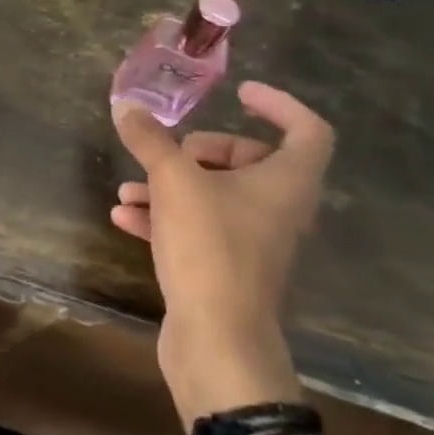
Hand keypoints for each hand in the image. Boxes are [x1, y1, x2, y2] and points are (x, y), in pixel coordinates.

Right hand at [110, 82, 333, 418]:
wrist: (217, 341)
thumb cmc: (211, 248)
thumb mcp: (174, 181)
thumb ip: (150, 140)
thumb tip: (127, 106)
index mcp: (286, 183)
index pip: (308, 130)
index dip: (280, 104)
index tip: (240, 93)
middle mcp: (278, 210)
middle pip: (250, 161)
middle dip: (203, 150)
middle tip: (172, 151)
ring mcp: (253, 242)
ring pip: (216, 195)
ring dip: (171, 185)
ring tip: (129, 187)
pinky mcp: (227, 268)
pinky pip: (198, 227)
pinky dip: (165, 217)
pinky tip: (125, 216)